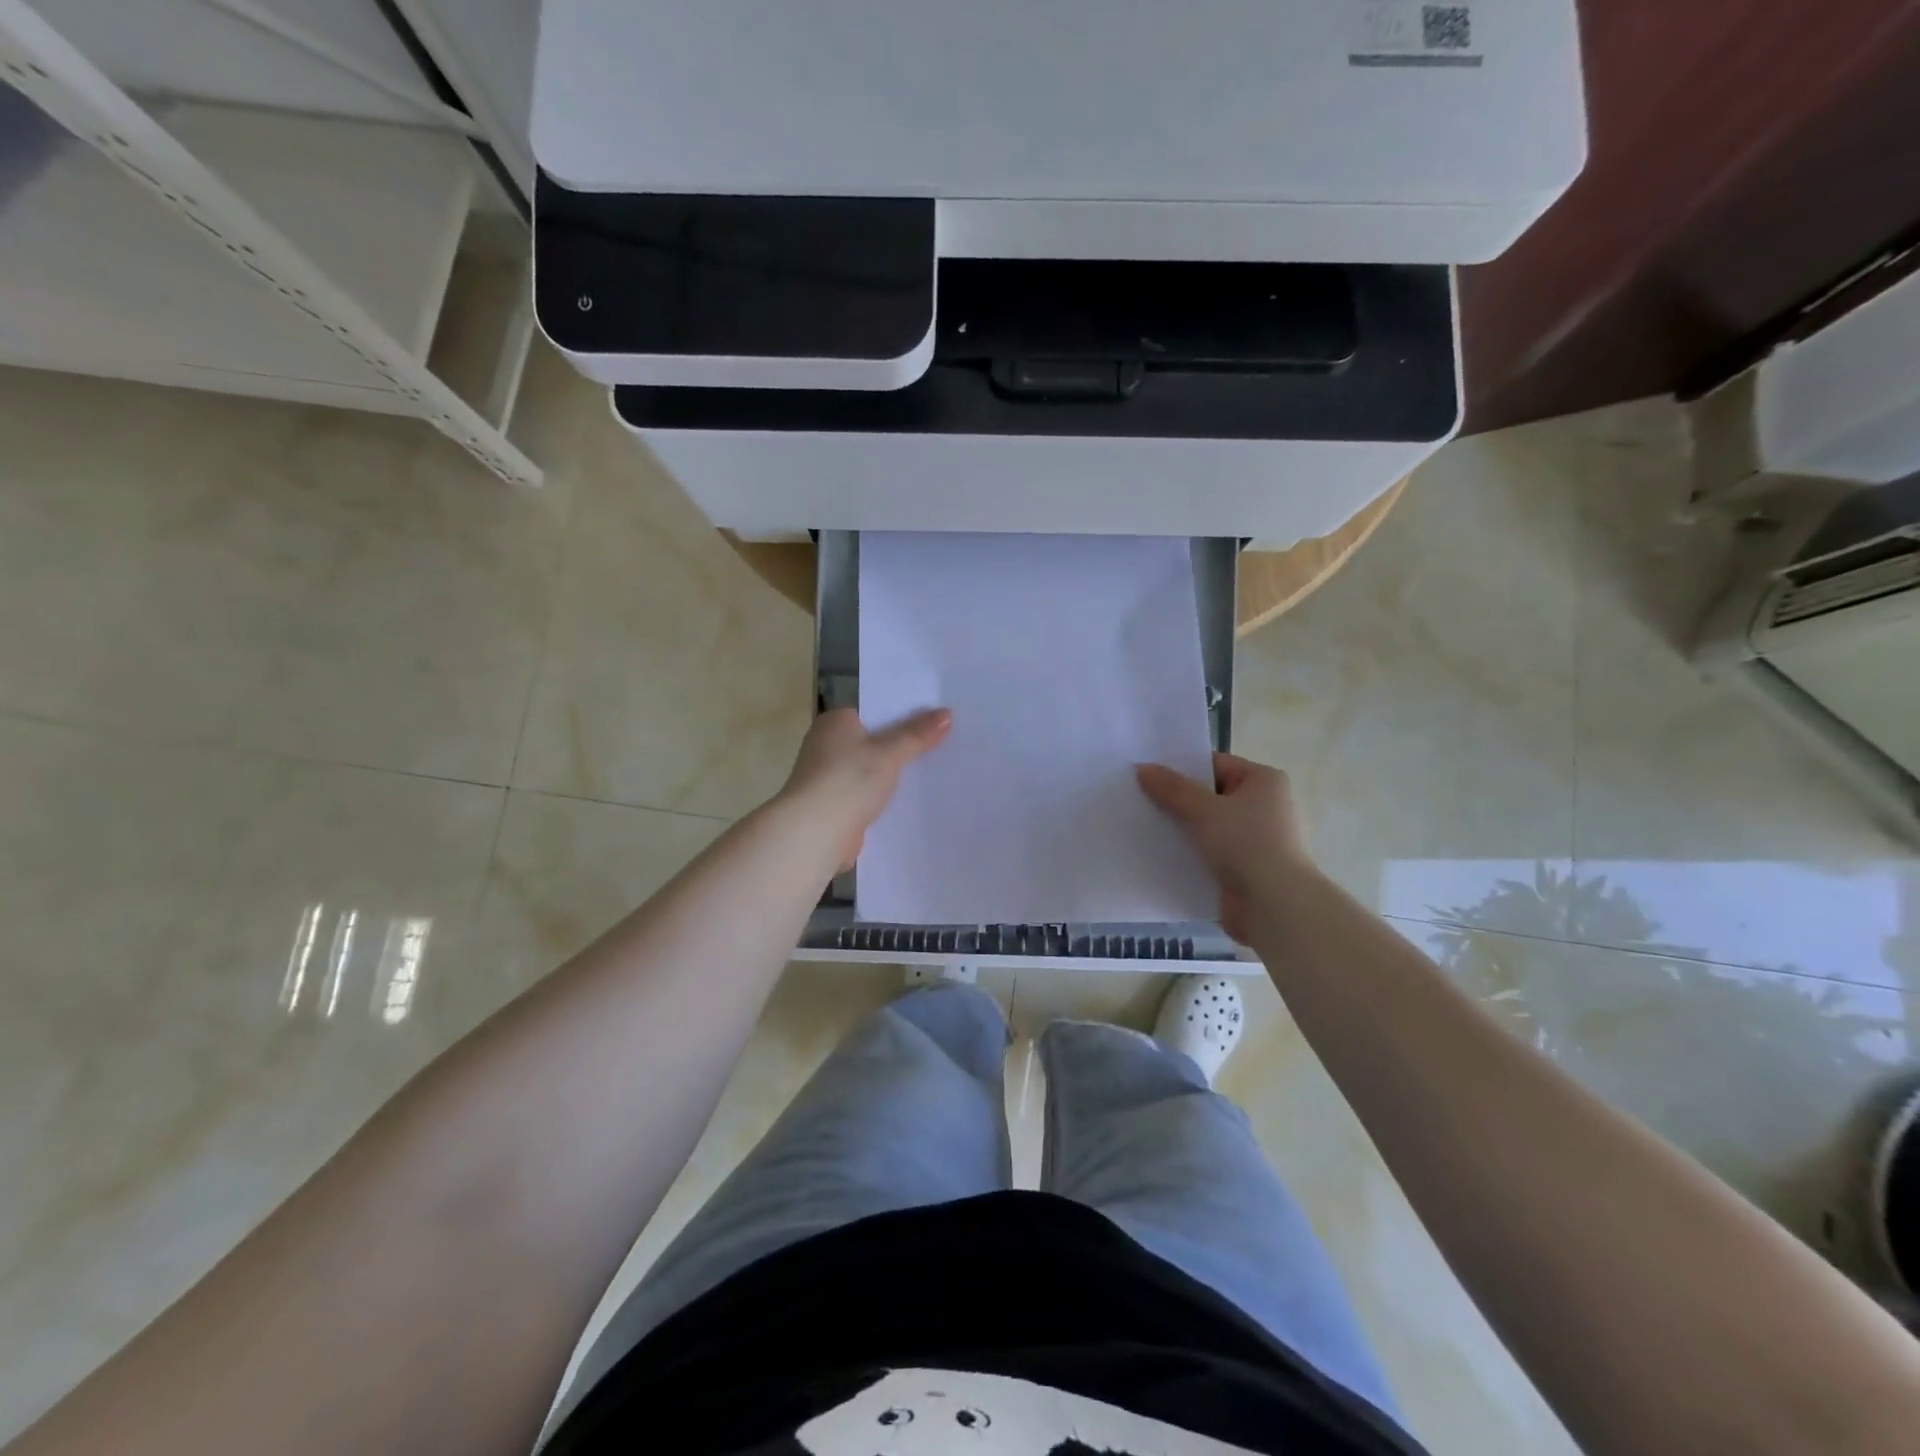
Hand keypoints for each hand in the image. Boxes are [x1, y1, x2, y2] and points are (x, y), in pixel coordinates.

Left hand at [781, 707, 952, 870]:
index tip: (932, 720)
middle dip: (900, 747)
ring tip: (932, 773)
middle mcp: (826, 745)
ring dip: (891, 776)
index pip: (873, 712)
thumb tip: (946, 714)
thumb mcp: (889, 752)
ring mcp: (828, 777)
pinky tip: (909, 801)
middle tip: (940, 745)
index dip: (901, 715)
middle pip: (872, 741)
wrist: (815, 832)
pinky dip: (882, 798)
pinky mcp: (833, 806)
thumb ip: (917, 734)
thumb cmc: (848, 779)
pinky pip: (866, 795)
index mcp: (835, 722)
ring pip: (869, 770)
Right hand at [1137, 753, 1311, 941]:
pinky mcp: (1247, 869)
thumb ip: (1172, 788)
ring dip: (1182, 829)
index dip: (1182, 768)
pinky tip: (1160, 854)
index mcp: (1264, 781)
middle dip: (1178, 800)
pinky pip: (1211, 853)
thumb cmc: (1246, 845)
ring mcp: (1257, 840)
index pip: (1216, 764)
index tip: (1148, 774)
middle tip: (1139, 798)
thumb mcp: (1203, 810)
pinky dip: (1190, 853)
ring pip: (1209, 826)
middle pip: (1211, 796)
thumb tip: (1143, 768)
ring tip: (1144, 826)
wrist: (1275, 907)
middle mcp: (1266, 806)